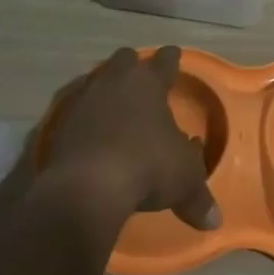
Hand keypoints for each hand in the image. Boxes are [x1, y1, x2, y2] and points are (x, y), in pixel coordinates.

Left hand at [45, 46, 219, 231]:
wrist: (86, 187)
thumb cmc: (147, 167)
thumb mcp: (184, 181)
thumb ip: (199, 196)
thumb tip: (214, 220)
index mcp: (149, 84)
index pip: (164, 61)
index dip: (172, 58)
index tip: (174, 54)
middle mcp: (114, 82)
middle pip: (124, 59)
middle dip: (133, 66)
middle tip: (140, 78)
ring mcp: (83, 100)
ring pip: (96, 80)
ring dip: (105, 89)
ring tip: (114, 104)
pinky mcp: (59, 124)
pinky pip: (75, 110)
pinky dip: (84, 117)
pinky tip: (90, 132)